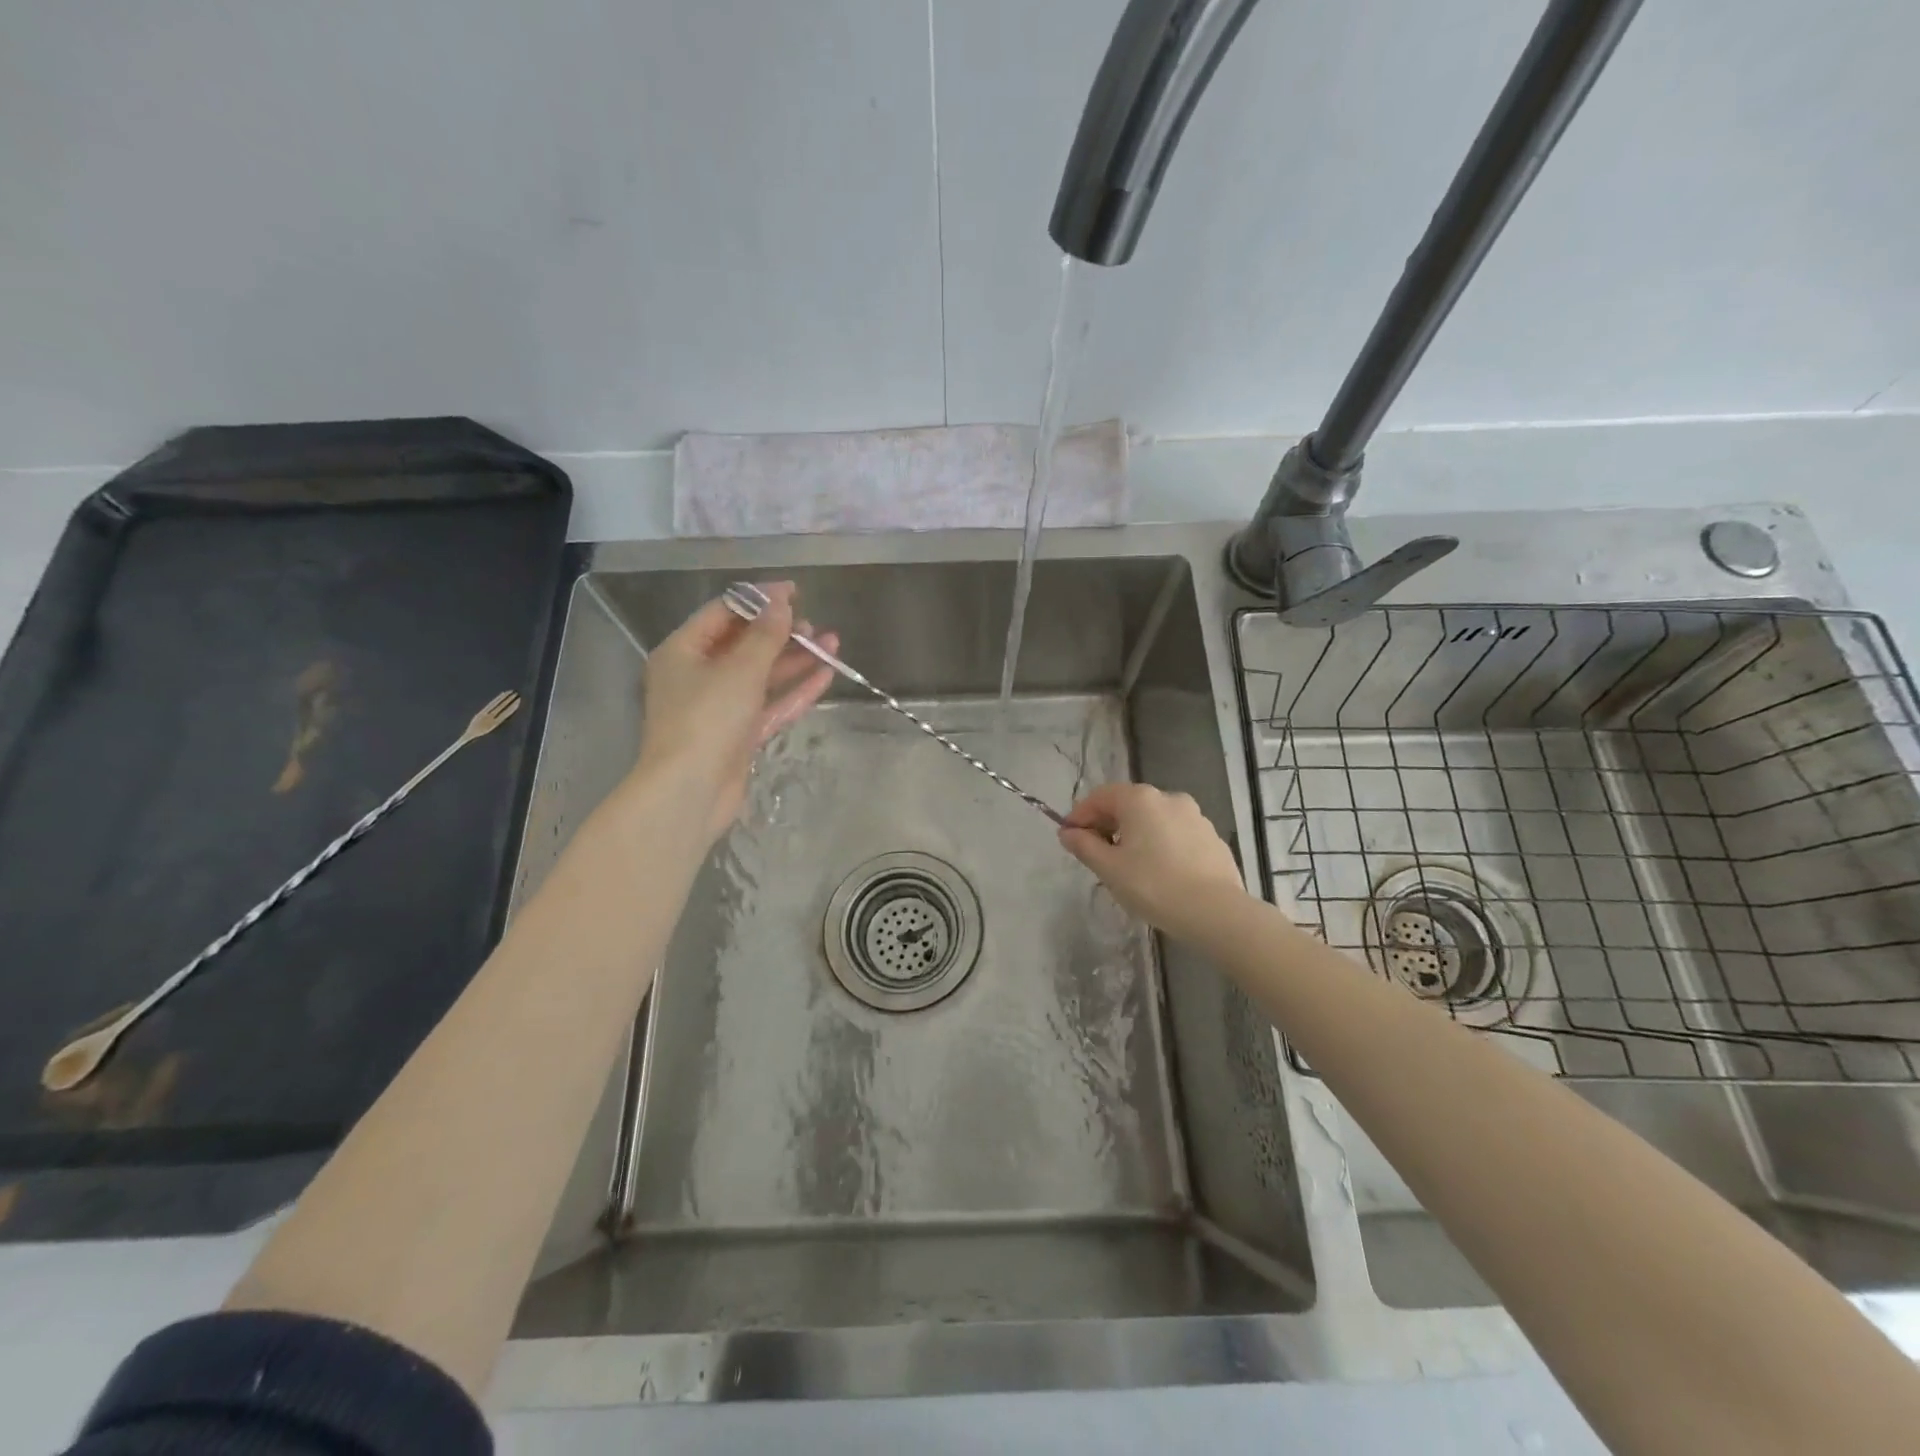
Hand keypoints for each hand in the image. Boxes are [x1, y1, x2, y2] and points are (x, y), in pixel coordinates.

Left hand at [633, 582, 835, 844]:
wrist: (690, 791)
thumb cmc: (707, 719)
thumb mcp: (740, 669)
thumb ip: (765, 635)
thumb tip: (781, 602)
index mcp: (683, 651)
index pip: (723, 613)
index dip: (759, 599)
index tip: (795, 592)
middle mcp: (698, 675)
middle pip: (744, 644)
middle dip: (781, 633)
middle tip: (814, 625)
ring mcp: (719, 707)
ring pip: (762, 676)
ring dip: (794, 660)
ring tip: (832, 644)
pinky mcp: (738, 735)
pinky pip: (769, 705)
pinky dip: (794, 691)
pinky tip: (825, 676)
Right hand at [1058, 783, 1246, 940]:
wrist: (1215, 912)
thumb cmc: (1153, 885)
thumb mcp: (1109, 868)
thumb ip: (1084, 846)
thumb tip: (1068, 833)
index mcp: (1140, 799)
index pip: (1100, 796)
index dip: (1080, 815)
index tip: (1069, 838)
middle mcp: (1169, 798)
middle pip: (1128, 804)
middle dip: (1107, 824)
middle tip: (1095, 853)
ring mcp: (1195, 816)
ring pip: (1153, 819)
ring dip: (1135, 834)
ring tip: (1127, 866)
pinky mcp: (1212, 837)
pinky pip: (1175, 834)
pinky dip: (1159, 844)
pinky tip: (1158, 872)